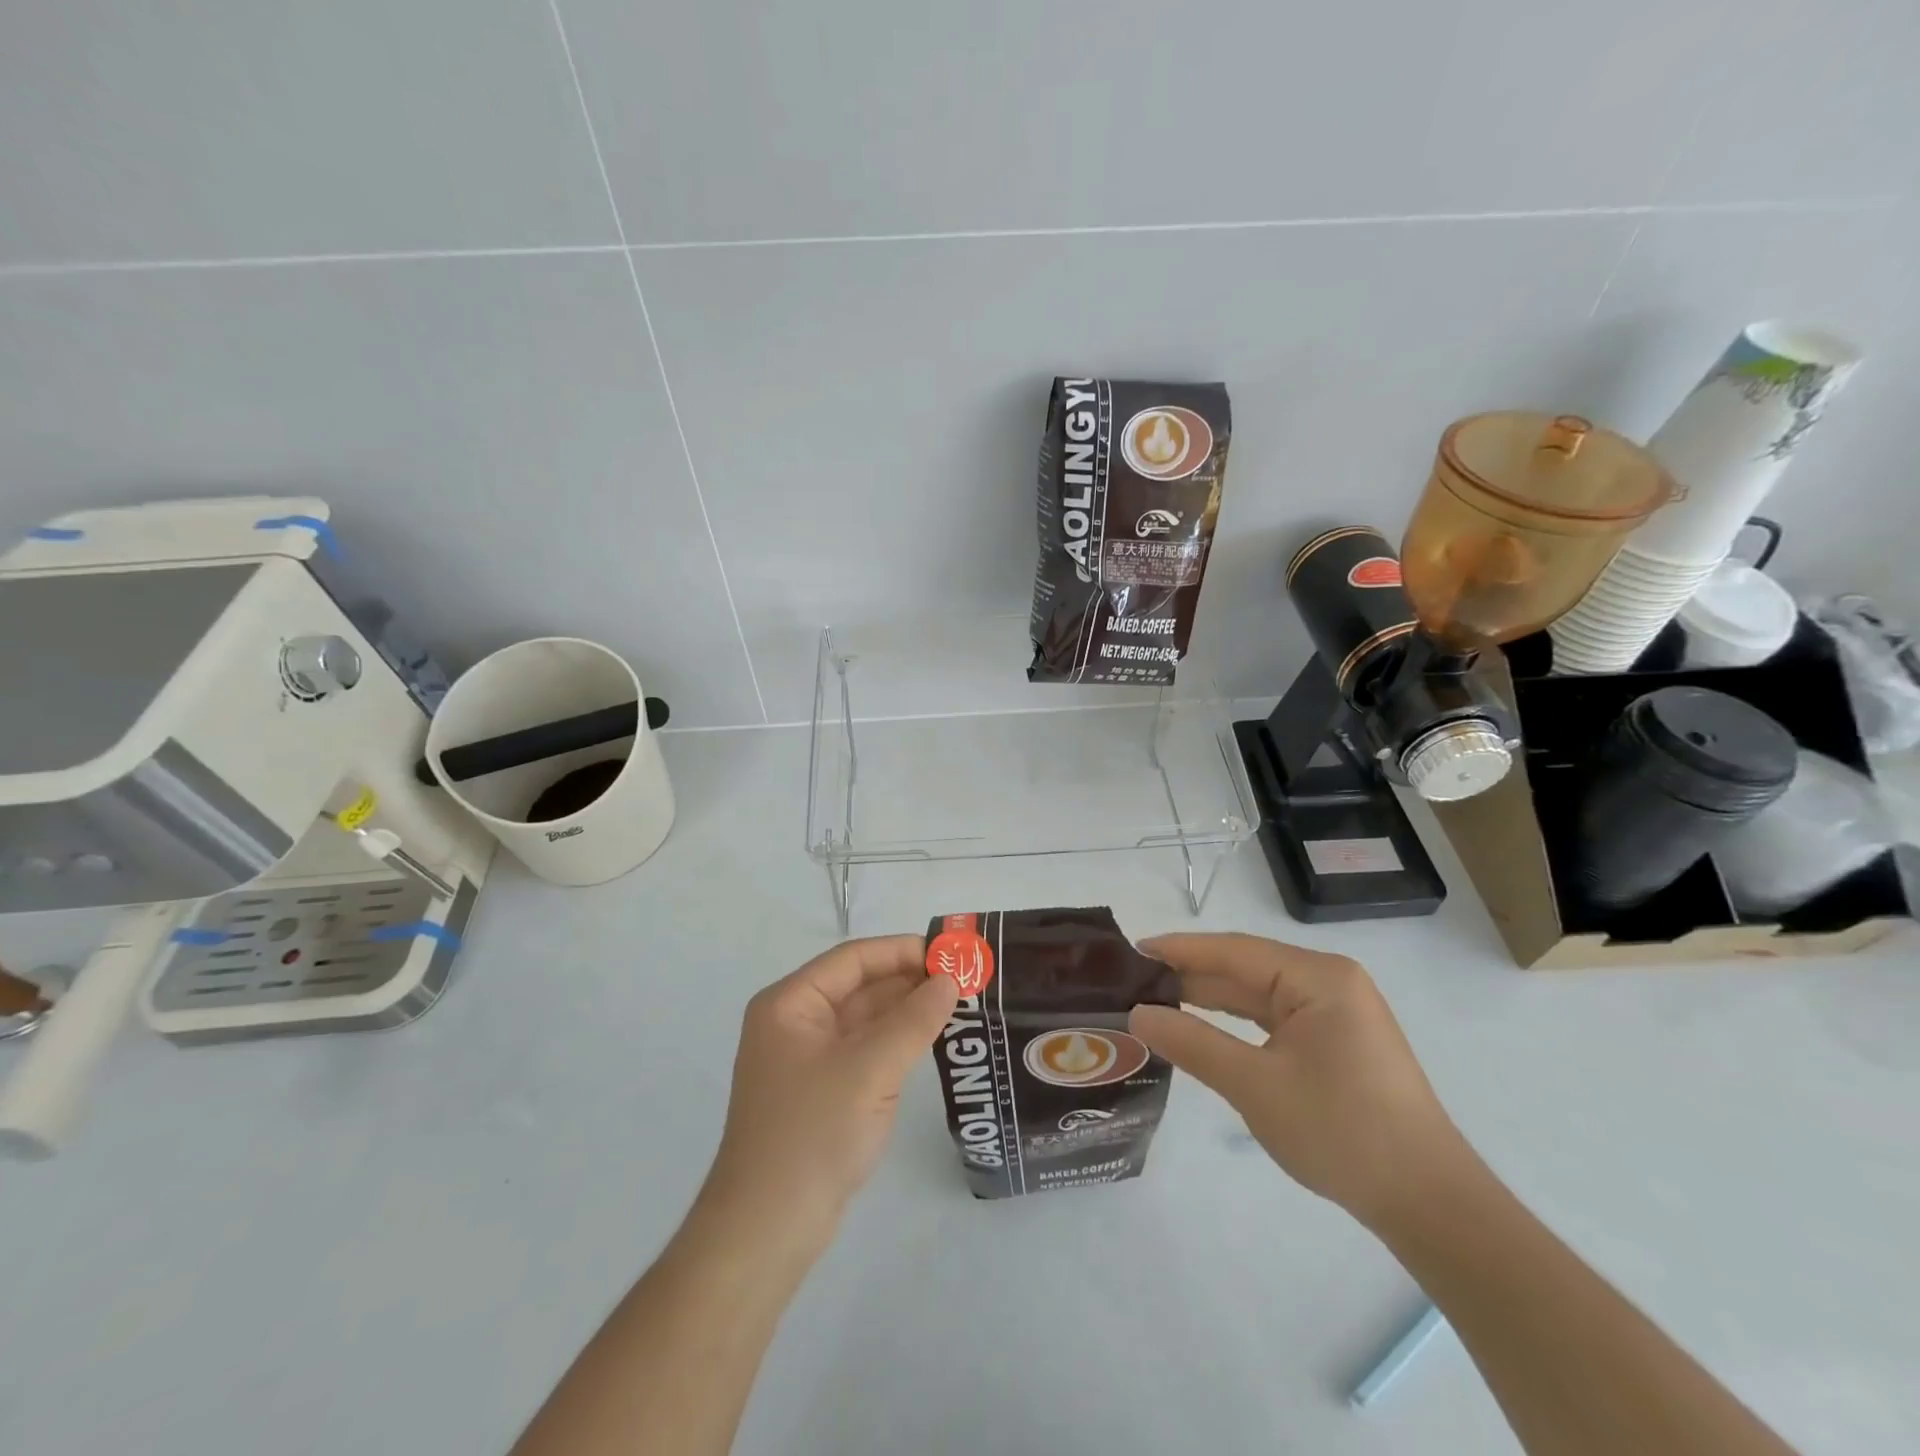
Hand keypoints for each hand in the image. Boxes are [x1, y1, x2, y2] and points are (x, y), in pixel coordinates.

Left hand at [701, 935, 957, 1242]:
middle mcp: (795, 1022)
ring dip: (908, 1011)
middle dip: (910, 980)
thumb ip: (914, 1020)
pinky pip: (865, 1050)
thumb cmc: (812, 1134)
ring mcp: (808, 1059)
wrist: (767, 1231)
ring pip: (865, 1019)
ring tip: (960, 1003)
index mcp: (790, 1003)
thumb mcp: (869, 1069)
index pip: (853, 959)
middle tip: (965, 979)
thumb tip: (950, 980)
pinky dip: (898, 1041)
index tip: (951, 954)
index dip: (902, 951)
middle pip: (859, 986)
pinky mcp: (823, 1092)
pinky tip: (933, 1039)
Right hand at [1129, 933, 1466, 1228]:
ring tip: (1154, 1001)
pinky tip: (1200, 1027)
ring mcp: (1335, 1012)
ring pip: (1256, 995)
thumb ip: (1192, 1043)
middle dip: (1190, 977)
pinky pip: (1273, 1019)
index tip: (1131, 951)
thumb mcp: (1255, 1086)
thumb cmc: (1342, 1132)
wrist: (1429, 1203)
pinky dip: (1235, 1023)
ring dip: (1209, 1000)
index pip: (1233, 951)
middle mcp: (1329, 982)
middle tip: (1132, 982)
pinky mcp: (1336, 1041)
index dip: (1179, 950)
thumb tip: (1137, 1014)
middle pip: (1244, 969)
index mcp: (1318, 977)